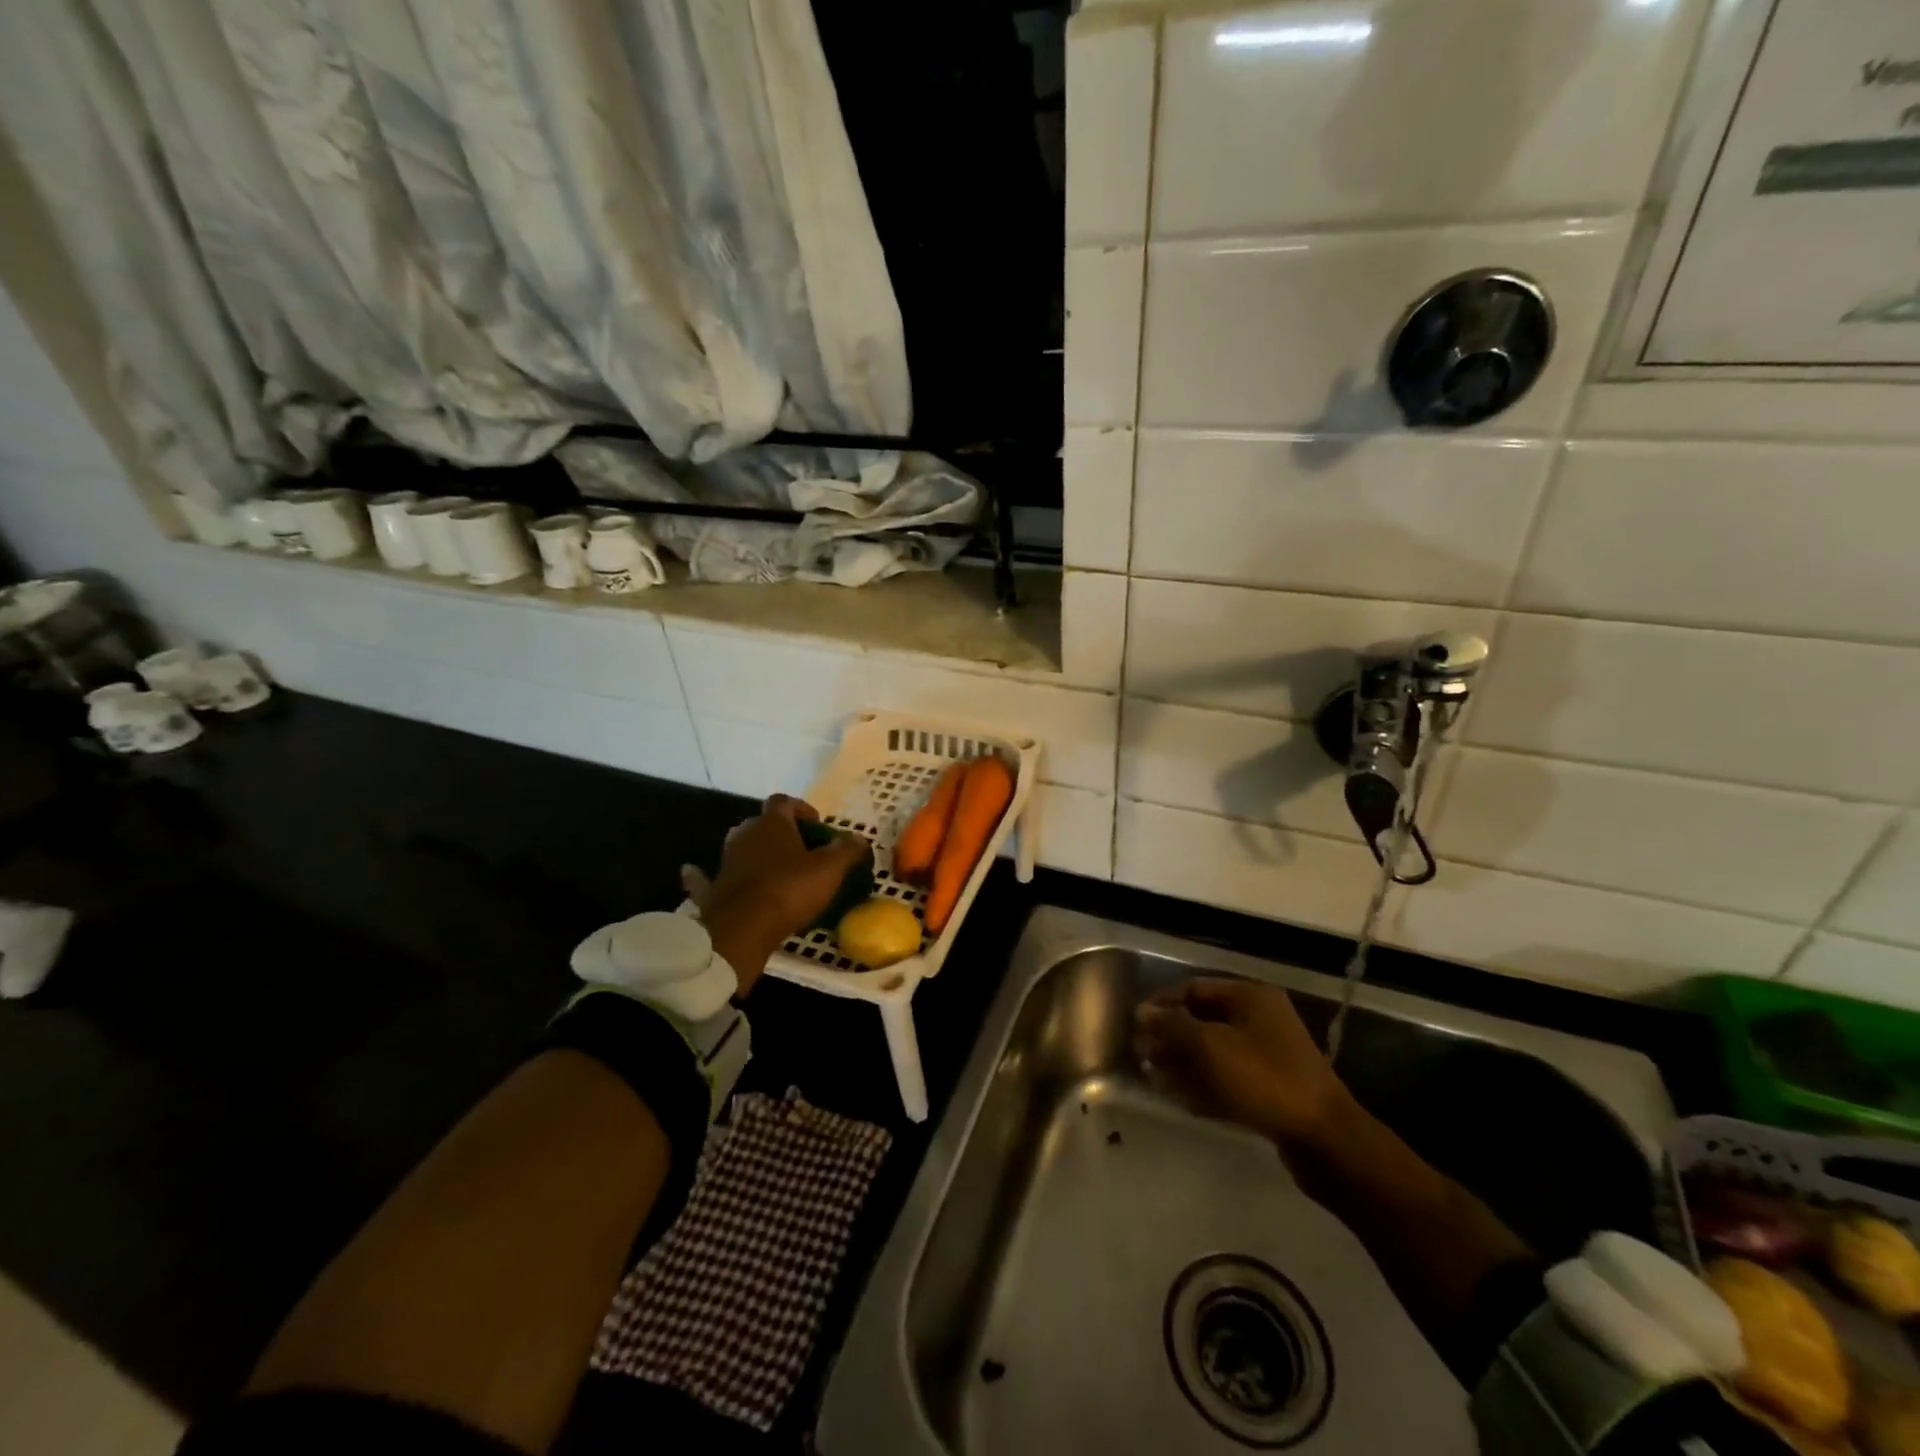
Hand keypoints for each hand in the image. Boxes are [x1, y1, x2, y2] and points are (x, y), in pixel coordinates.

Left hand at [682, 795, 870, 993]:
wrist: (742, 929)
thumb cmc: (789, 890)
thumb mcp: (830, 869)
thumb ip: (846, 851)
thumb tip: (860, 839)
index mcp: (772, 824)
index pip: (784, 802)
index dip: (802, 809)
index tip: (817, 826)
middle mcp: (744, 835)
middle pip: (761, 824)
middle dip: (780, 833)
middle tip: (801, 851)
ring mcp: (725, 862)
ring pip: (740, 848)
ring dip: (753, 853)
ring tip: (773, 868)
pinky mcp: (712, 889)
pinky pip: (707, 878)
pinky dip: (702, 876)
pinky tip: (693, 873)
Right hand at [1134, 978, 1347, 1150]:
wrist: (1324, 1140)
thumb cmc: (1264, 1079)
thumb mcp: (1210, 1046)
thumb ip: (1172, 1026)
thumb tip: (1142, 1011)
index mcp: (1250, 998)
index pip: (1194, 988)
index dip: (1162, 1003)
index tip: (1136, 1023)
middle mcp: (1260, 1020)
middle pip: (1203, 1020)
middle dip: (1171, 1036)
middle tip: (1142, 1054)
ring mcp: (1267, 1056)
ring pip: (1213, 1053)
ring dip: (1183, 1062)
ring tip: (1153, 1076)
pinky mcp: (1270, 1090)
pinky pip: (1228, 1079)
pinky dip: (1204, 1085)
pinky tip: (1180, 1098)